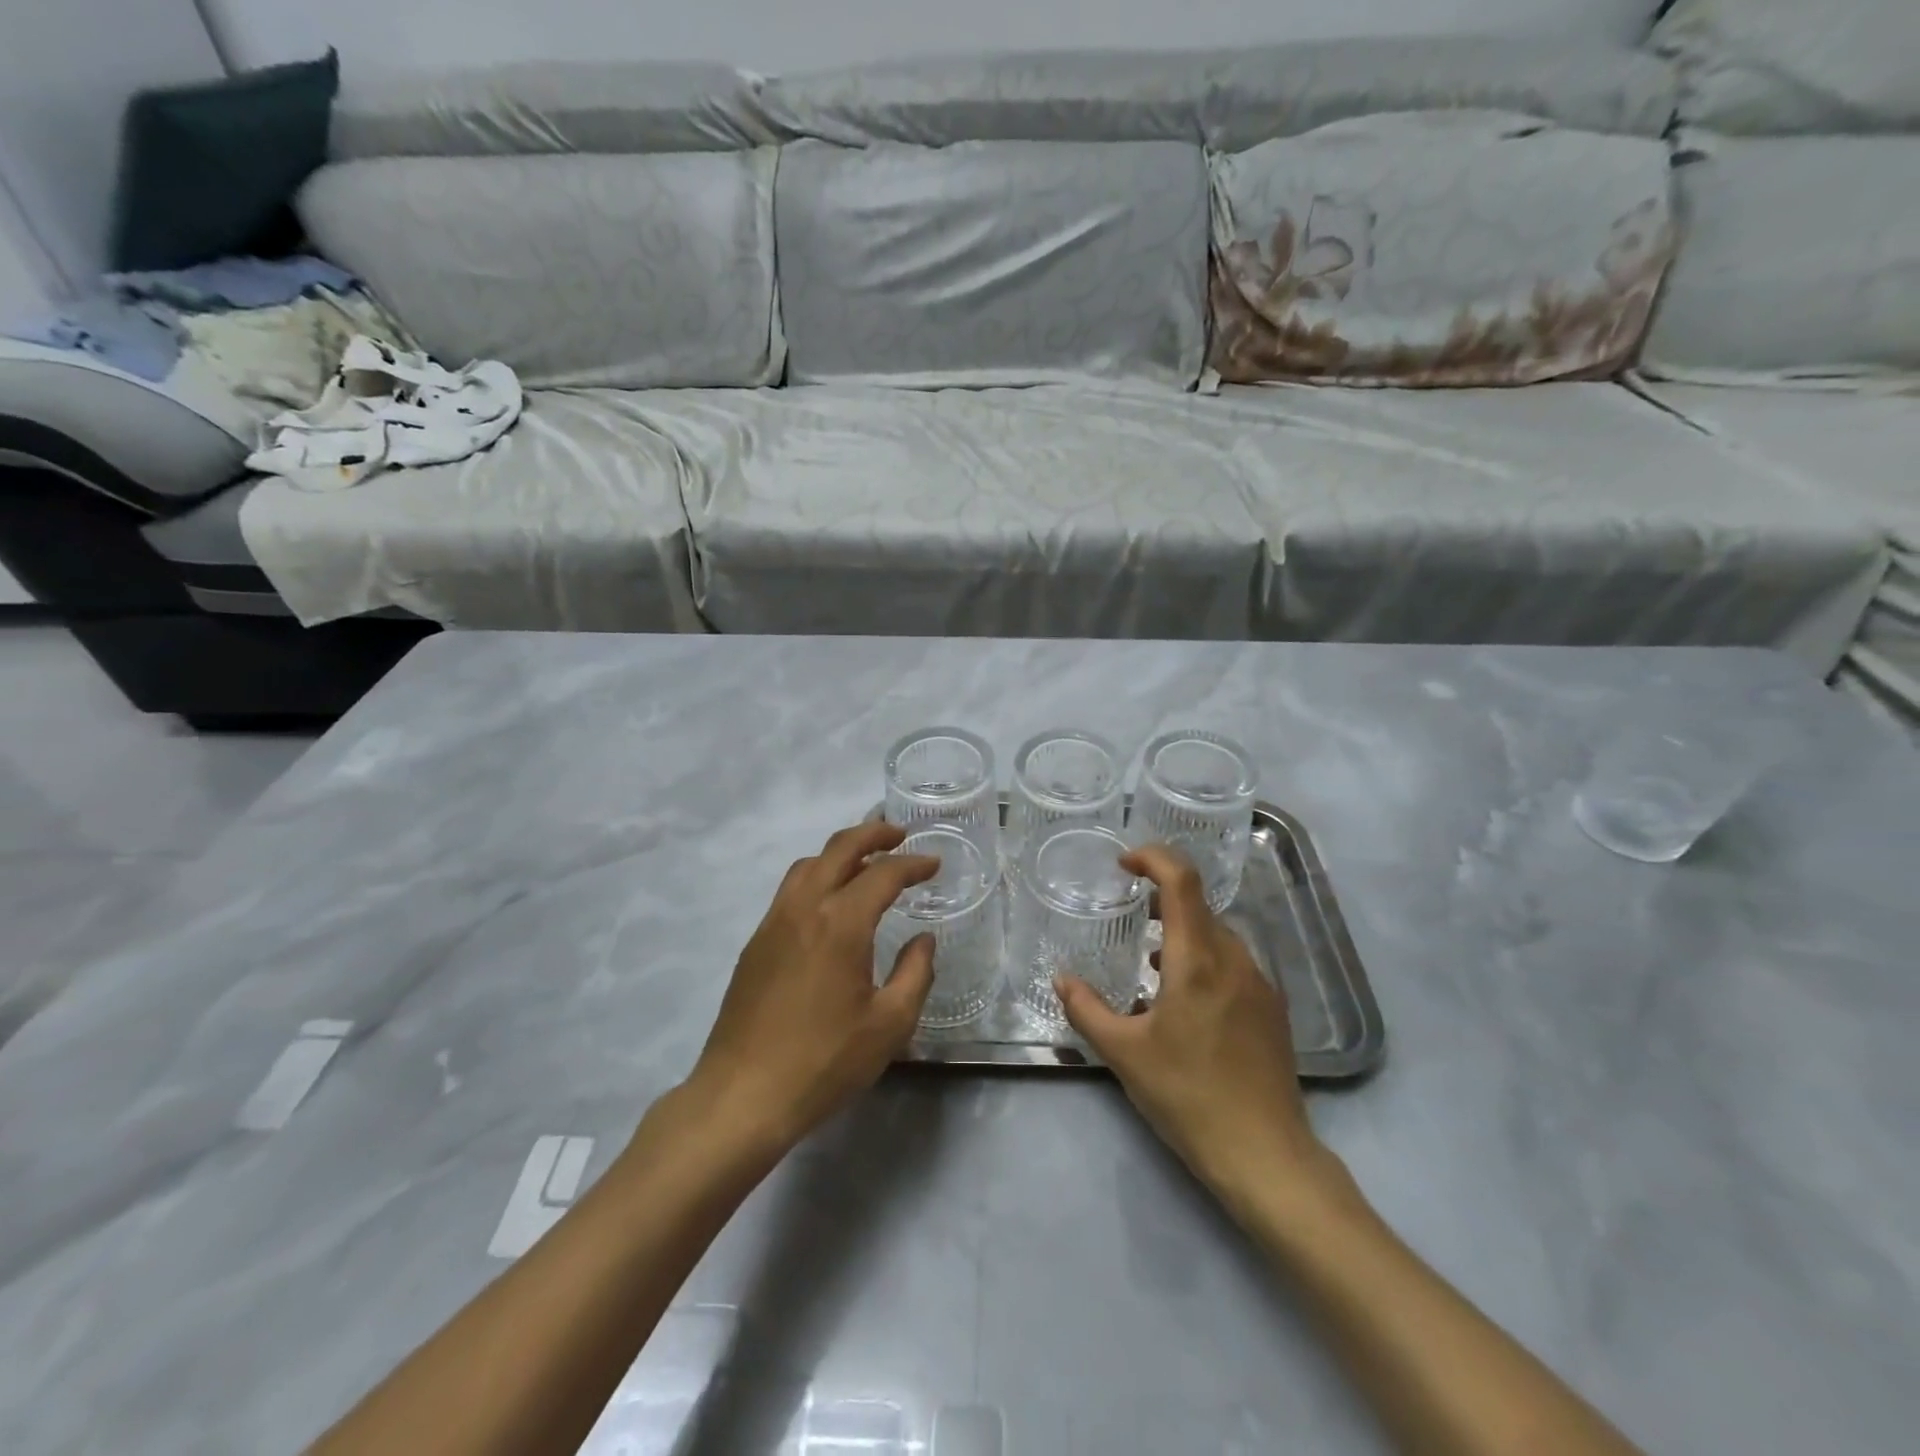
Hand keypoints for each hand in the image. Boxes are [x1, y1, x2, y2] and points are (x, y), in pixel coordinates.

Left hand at [685, 821, 938, 1153]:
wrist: (742, 1095)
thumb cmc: (824, 1061)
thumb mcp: (888, 1025)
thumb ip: (915, 973)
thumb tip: (923, 939)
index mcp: (840, 923)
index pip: (882, 874)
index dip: (913, 864)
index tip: (934, 864)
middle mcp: (803, 909)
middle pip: (838, 849)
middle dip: (872, 834)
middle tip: (900, 835)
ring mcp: (773, 923)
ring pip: (808, 865)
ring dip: (840, 853)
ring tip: (866, 862)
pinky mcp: (755, 943)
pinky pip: (790, 890)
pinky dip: (817, 876)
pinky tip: (830, 904)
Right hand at [1056, 844, 1330, 1204]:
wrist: (1266, 1156)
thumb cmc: (1188, 1097)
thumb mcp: (1124, 1054)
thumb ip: (1086, 1009)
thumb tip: (1061, 979)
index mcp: (1197, 960)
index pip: (1182, 881)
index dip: (1154, 858)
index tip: (1124, 864)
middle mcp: (1234, 960)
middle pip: (1199, 907)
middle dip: (1162, 900)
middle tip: (1130, 915)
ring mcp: (1260, 985)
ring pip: (1218, 937)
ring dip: (1183, 934)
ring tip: (1150, 963)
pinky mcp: (1272, 1010)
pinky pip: (1233, 965)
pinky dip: (1204, 961)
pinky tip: (1184, 1001)